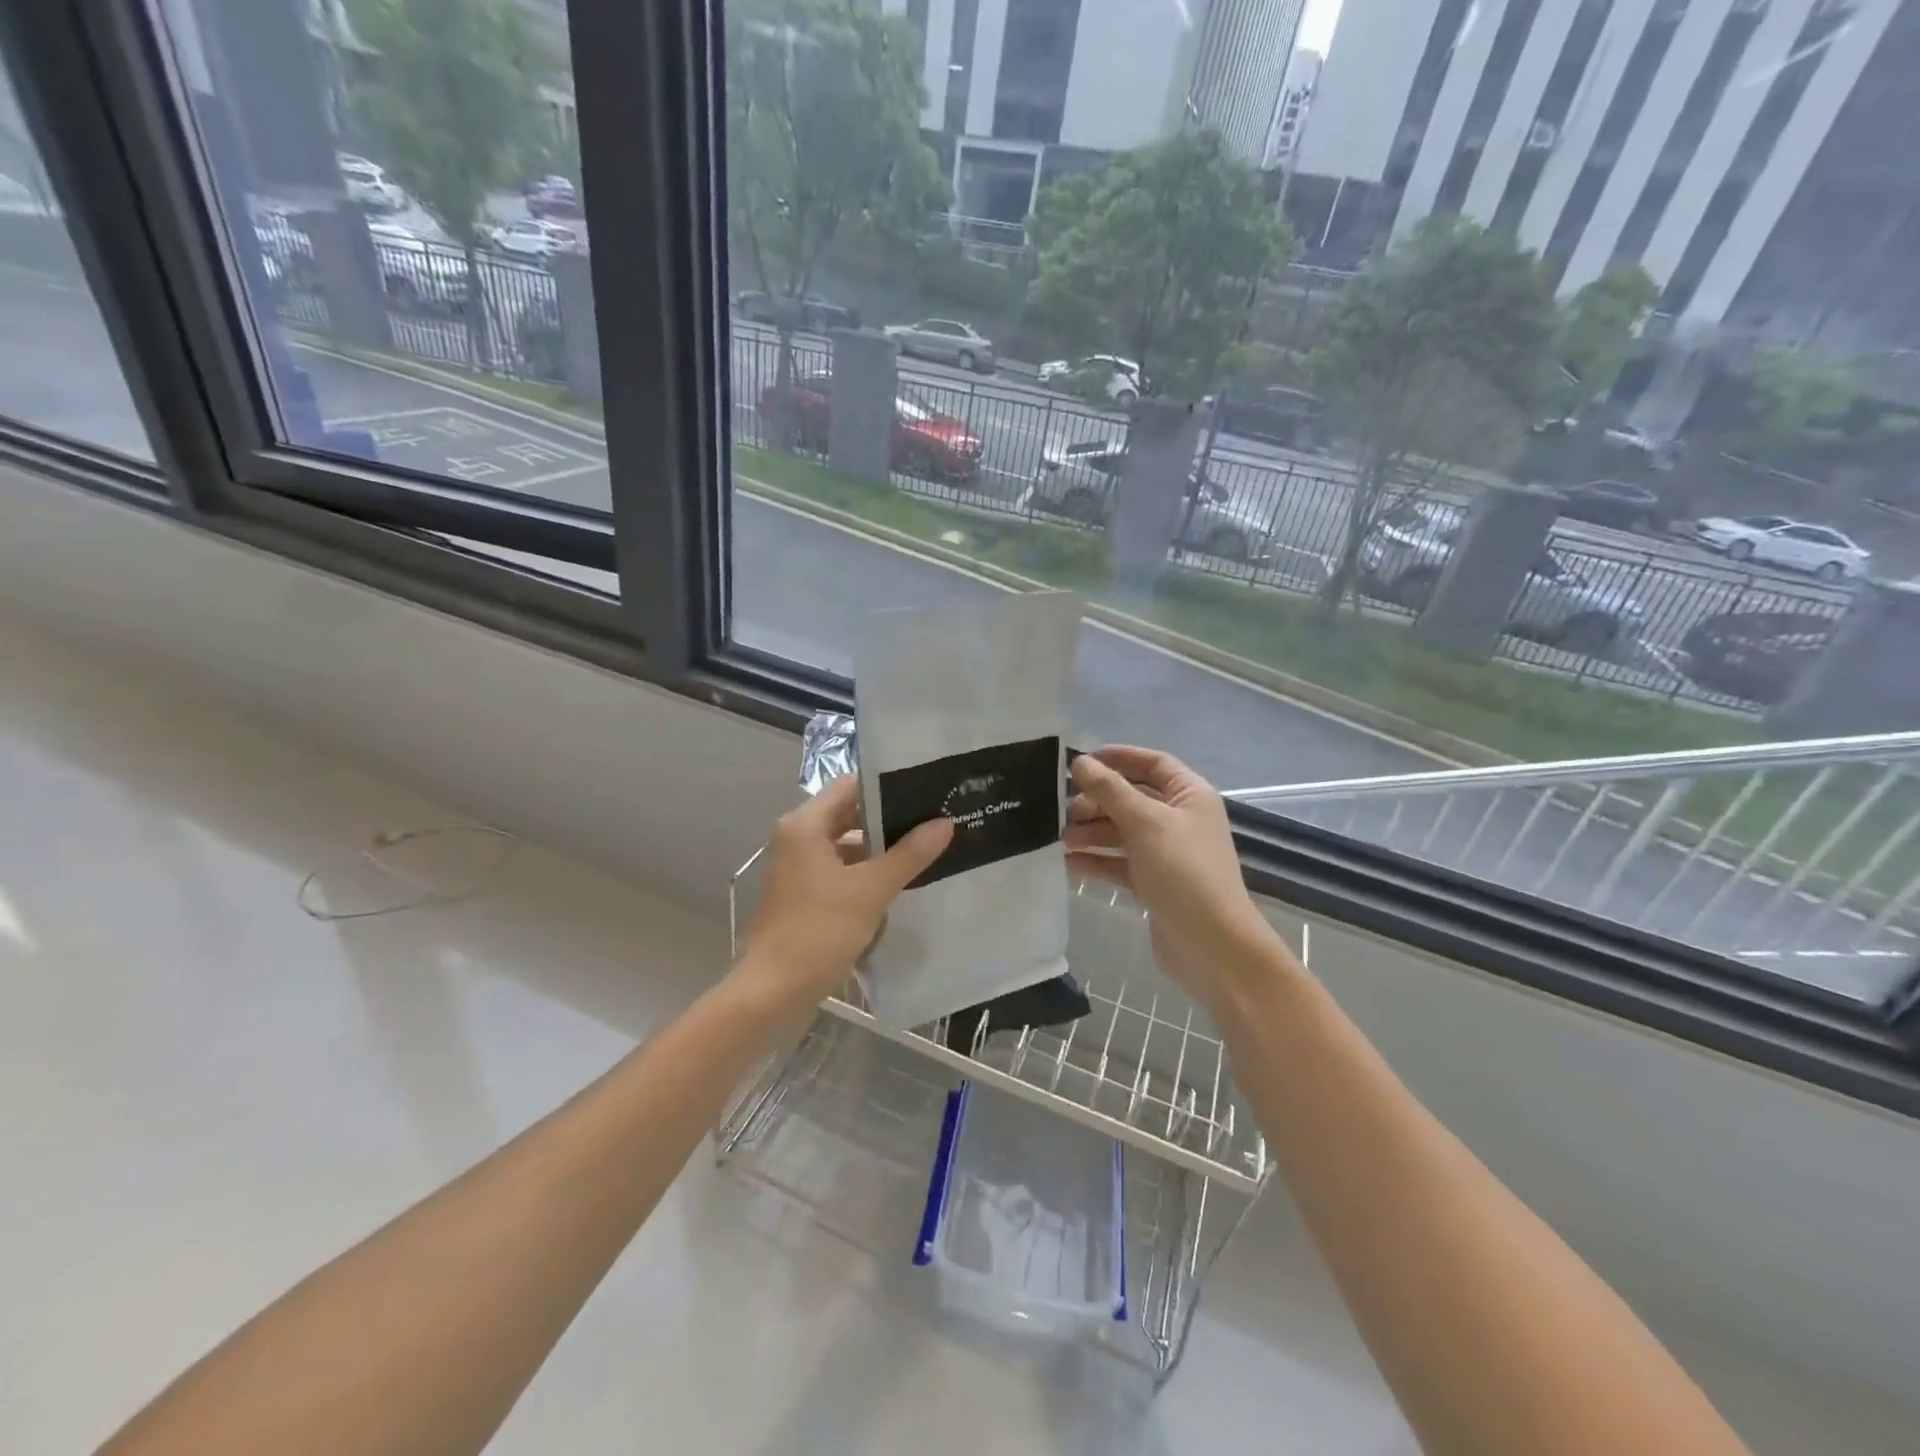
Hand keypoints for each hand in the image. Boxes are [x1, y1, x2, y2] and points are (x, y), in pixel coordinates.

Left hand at [733, 775, 952, 1013]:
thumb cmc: (818, 931)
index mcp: (804, 825)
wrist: (772, 993)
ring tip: (926, 849)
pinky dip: (866, 875)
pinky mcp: (803, 897)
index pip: (850, 786)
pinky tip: (900, 884)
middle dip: (889, 819)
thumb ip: (909, 854)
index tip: (925, 788)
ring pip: (845, 847)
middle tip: (934, 818)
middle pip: (848, 816)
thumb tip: (944, 823)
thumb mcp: (871, 889)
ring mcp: (797, 870)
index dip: (887, 785)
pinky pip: (840, 873)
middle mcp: (796, 839)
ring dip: (880, 850)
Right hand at [1064, 746, 1284, 1011]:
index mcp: (1189, 795)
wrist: (1212, 947)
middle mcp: (1180, 819)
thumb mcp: (1144, 823)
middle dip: (1098, 801)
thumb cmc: (1183, 872)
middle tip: (1064, 810)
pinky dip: (1098, 860)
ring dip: (1093, 831)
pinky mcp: (1155, 883)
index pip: (1151, 763)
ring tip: (1062, 839)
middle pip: (1132, 798)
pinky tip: (1070, 863)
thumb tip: (1080, 762)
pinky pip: (1121, 863)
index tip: (1079, 761)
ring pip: (1123, 831)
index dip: (1117, 757)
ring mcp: (1168, 853)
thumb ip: (1109, 790)